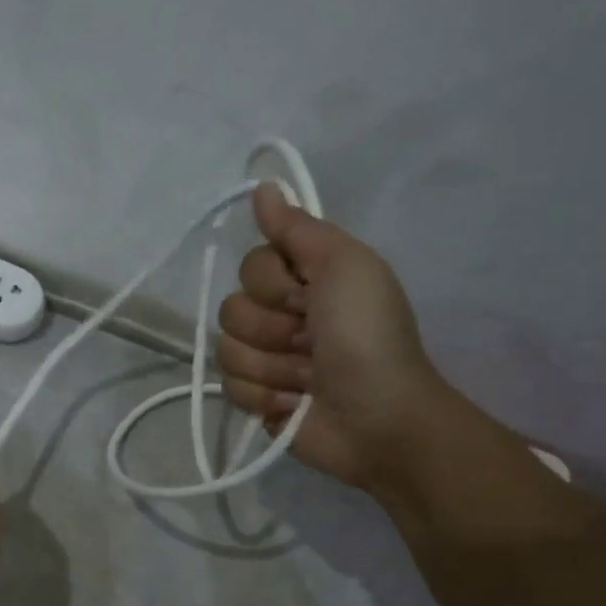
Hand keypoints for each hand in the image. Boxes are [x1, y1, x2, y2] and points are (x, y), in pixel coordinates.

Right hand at [216, 183, 448, 489]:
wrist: (378, 418)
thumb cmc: (367, 338)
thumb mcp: (346, 267)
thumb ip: (299, 230)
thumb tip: (263, 186)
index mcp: (304, 280)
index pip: (250, 266)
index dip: (273, 284)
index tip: (308, 298)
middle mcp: (281, 316)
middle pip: (232, 309)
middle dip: (272, 330)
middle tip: (311, 343)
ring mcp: (267, 360)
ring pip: (227, 351)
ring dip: (271, 367)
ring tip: (308, 379)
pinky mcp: (256, 399)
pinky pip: (229, 387)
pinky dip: (264, 397)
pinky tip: (294, 404)